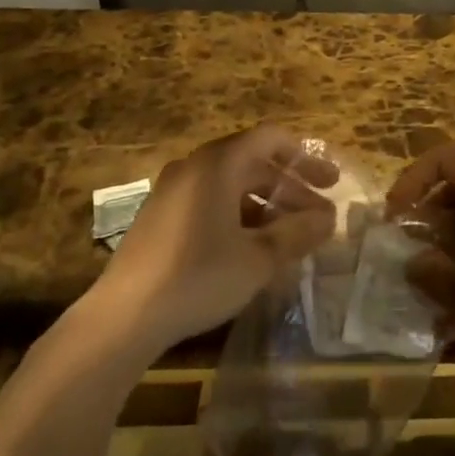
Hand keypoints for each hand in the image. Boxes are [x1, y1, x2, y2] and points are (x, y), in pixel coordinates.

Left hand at [91, 125, 338, 356]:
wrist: (124, 316)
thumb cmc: (198, 276)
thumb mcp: (258, 258)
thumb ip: (297, 233)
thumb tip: (328, 218)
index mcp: (219, 163)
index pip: (271, 138)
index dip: (305, 158)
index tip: (330, 182)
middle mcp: (195, 166)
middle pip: (253, 163)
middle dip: (289, 188)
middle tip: (319, 215)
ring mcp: (172, 190)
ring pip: (231, 185)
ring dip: (265, 205)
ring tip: (289, 237)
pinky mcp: (160, 217)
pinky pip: (209, 202)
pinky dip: (238, 215)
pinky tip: (251, 249)